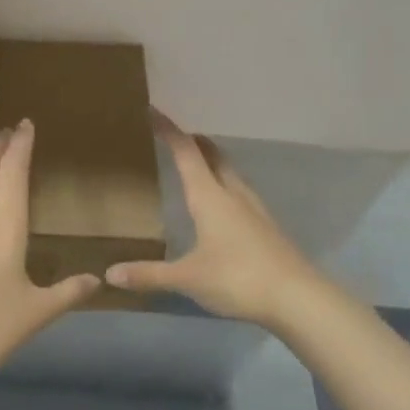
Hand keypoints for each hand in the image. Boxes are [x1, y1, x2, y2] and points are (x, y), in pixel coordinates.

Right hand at [107, 111, 332, 329]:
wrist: (299, 298)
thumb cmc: (238, 278)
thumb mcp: (188, 278)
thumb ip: (149, 274)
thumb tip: (110, 273)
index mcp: (210, 197)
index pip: (186, 153)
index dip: (170, 131)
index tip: (154, 111)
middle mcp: (233, 194)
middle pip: (213, 156)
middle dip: (194, 141)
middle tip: (176, 134)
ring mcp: (254, 209)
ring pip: (230, 173)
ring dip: (213, 161)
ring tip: (197, 163)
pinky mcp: (267, 227)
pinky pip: (240, 192)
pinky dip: (225, 184)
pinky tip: (223, 204)